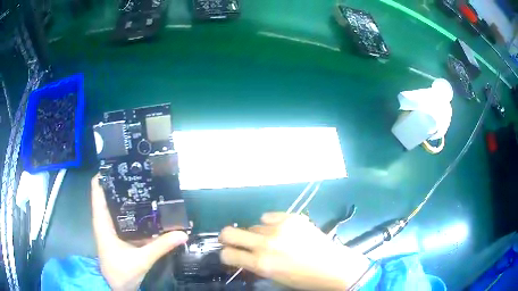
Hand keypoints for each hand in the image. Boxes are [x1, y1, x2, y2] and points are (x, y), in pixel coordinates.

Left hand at [91, 174, 187, 290]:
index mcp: (102, 221)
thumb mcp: (141, 259)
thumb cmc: (120, 272)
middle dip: (123, 182)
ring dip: (130, 197)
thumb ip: (160, 246)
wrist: (116, 287)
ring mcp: (112, 227)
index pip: (97, 189)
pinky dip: (135, 212)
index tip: (122, 163)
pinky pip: (125, 218)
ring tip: (147, 186)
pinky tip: (149, 210)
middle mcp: (105, 220)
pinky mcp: (119, 235)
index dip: (106, 173)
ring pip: (118, 205)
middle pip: (110, 193)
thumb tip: (183, 233)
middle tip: (141, 172)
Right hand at [220, 213, 370, 290]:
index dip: (226, 255)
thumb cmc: (303, 279)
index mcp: (260, 264)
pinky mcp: (292, 218)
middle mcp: (265, 244)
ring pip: (253, 226)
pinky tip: (281, 230)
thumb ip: (255, 265)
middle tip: (233, 241)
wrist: (333, 267)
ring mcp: (279, 228)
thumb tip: (243, 255)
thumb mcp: (274, 277)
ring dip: (256, 234)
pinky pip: (269, 217)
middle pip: (229, 233)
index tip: (230, 255)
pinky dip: (270, 224)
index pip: (227, 255)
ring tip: (271, 240)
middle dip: (227, 238)